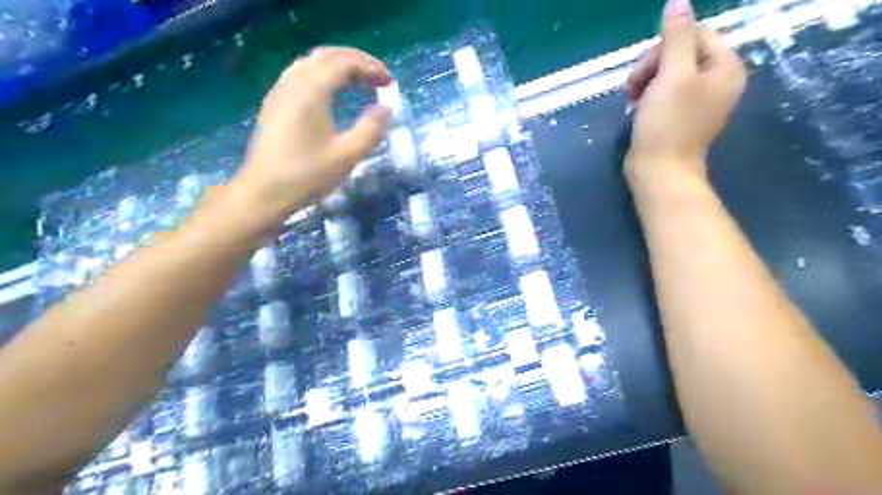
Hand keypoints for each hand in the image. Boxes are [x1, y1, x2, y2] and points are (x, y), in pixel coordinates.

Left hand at [231, 48, 392, 221]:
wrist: (263, 192)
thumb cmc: (307, 176)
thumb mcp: (347, 156)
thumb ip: (371, 130)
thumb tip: (387, 109)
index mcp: (312, 91)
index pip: (345, 63)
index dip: (371, 68)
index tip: (391, 83)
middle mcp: (293, 82)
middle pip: (328, 56)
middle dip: (357, 62)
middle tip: (379, 79)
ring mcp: (280, 91)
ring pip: (313, 63)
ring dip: (340, 66)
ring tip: (360, 82)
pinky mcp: (274, 103)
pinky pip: (302, 75)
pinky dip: (324, 75)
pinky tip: (333, 94)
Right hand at [626, 0, 742, 181]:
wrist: (659, 171)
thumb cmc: (667, 124)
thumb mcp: (672, 75)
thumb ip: (677, 36)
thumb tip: (679, 0)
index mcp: (726, 68)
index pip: (695, 35)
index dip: (664, 49)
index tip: (643, 73)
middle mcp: (718, 82)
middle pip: (681, 54)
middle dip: (652, 67)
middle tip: (632, 89)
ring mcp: (699, 102)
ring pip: (669, 74)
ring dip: (645, 82)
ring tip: (632, 101)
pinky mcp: (681, 117)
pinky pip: (664, 94)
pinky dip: (648, 98)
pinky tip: (636, 110)